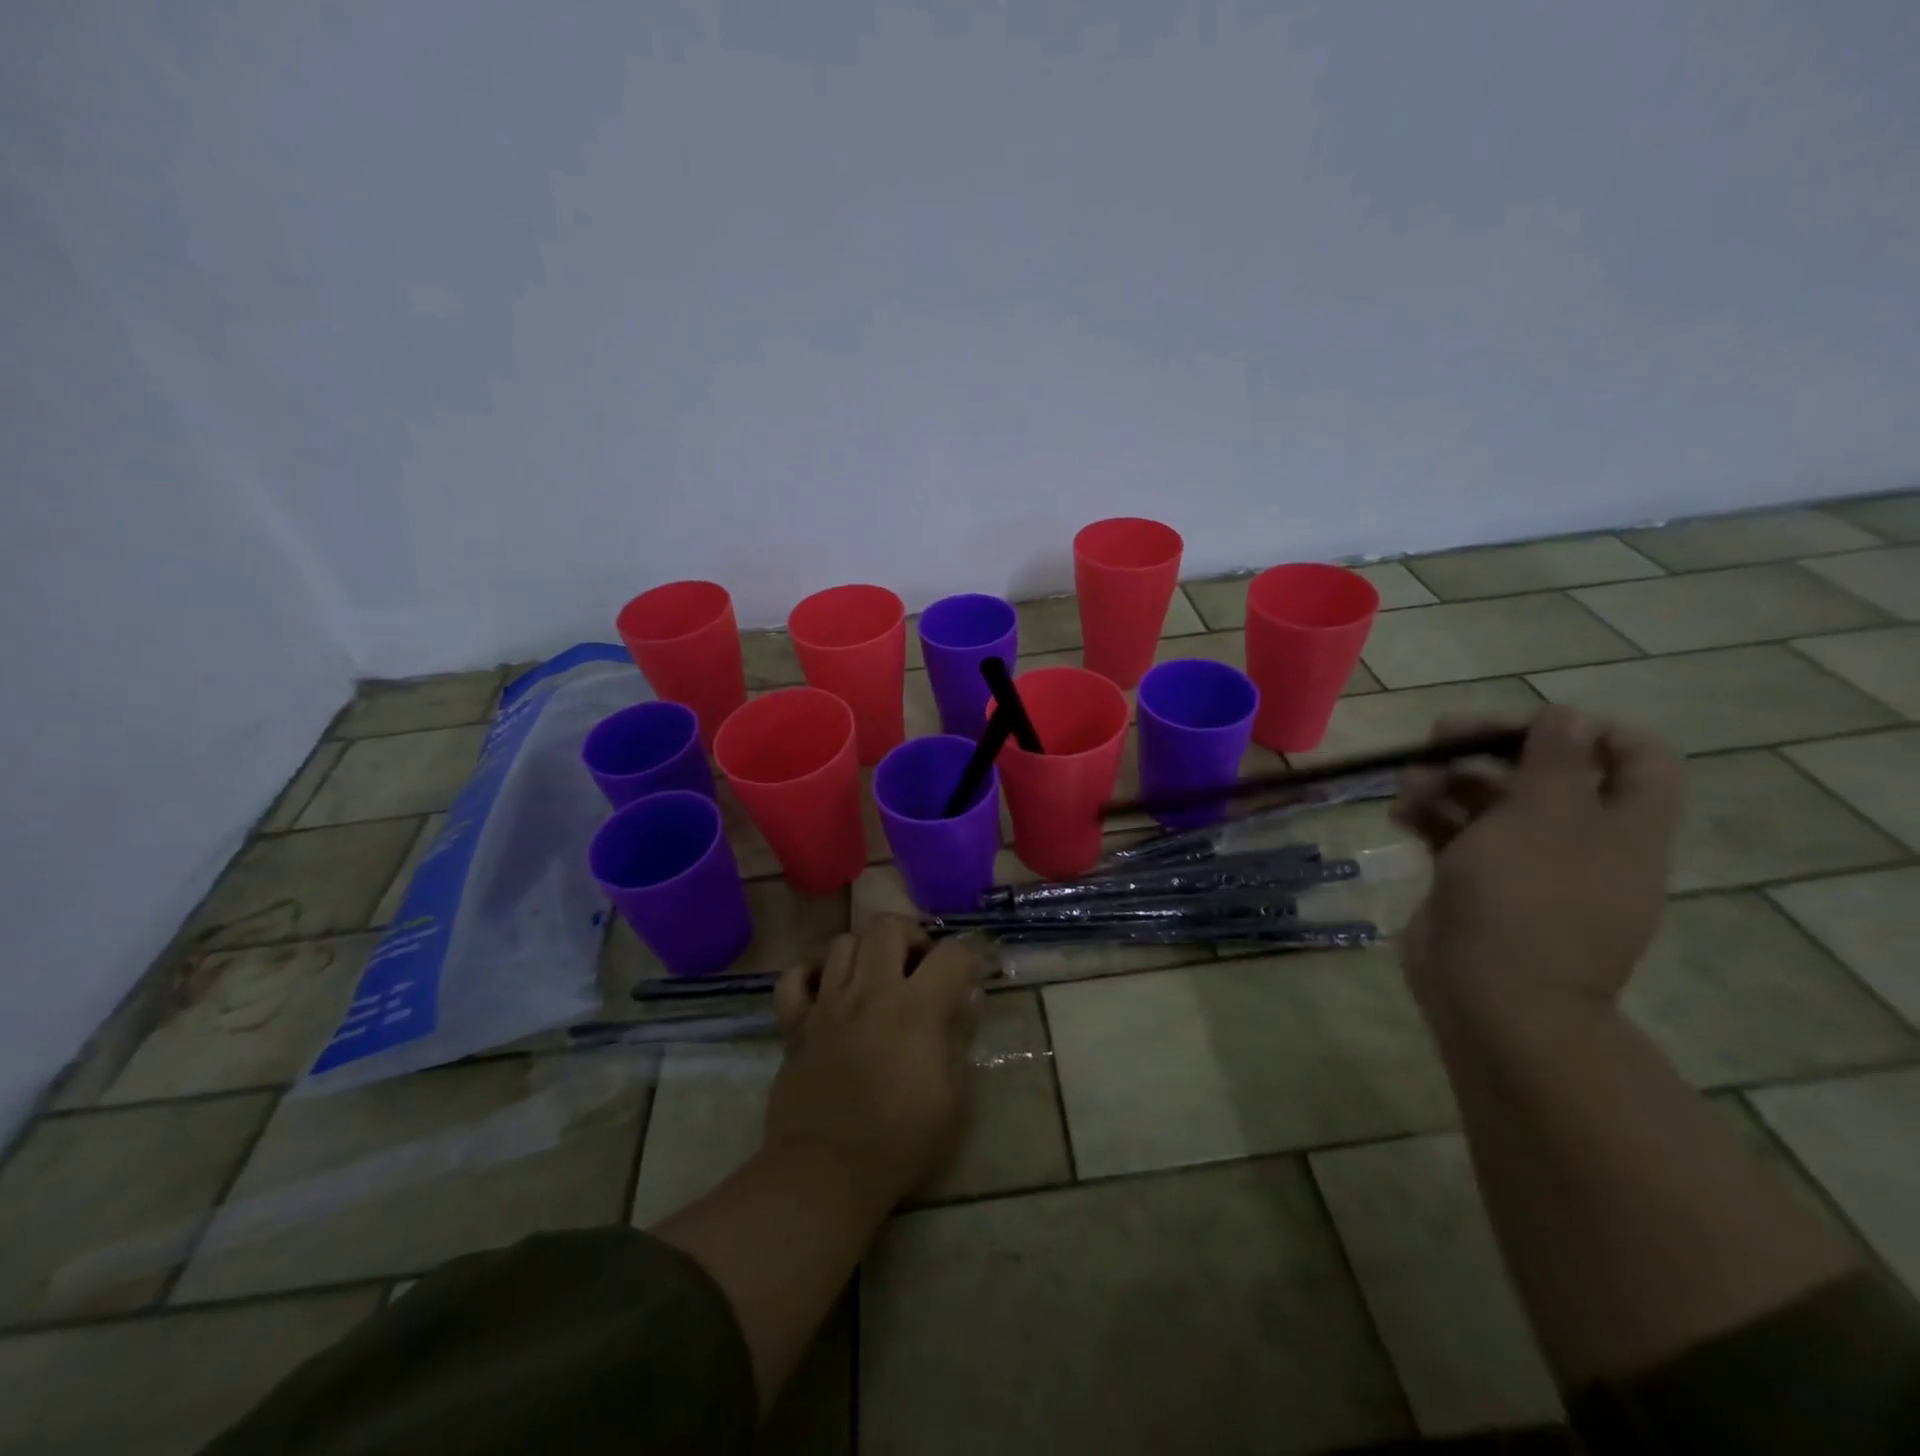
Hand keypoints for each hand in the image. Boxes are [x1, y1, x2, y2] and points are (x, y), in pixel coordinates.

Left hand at [763, 915, 982, 1208]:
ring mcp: (827, 1003)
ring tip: (874, 977)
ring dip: (864, 952)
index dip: (967, 956)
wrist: (826, 1173)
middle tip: (917, 966)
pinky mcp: (795, 1024)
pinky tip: (827, 990)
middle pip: (886, 925)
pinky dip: (810, 974)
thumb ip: (959, 1039)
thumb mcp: (953, 1097)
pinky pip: (794, 977)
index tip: (969, 973)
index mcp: (915, 1008)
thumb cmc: (900, 1141)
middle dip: (910, 935)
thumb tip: (965, 1001)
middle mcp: (870, 991)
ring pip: (842, 943)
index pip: (951, 953)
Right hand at [1392, 706, 1682, 1026]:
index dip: (1587, 730)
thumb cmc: (1526, 899)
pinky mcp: (1478, 883)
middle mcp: (1580, 841)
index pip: (1635, 757)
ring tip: (1407, 784)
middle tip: (1441, 736)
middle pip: (1546, 774)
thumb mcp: (1543, 817)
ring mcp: (1526, 865)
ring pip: (1491, 802)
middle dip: (1491, 749)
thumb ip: (1555, 761)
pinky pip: (1457, 835)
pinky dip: (1429, 818)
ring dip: (1448, 782)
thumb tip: (1567, 715)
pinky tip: (1398, 815)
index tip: (1529, 723)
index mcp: (1622, 826)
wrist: (1491, 996)